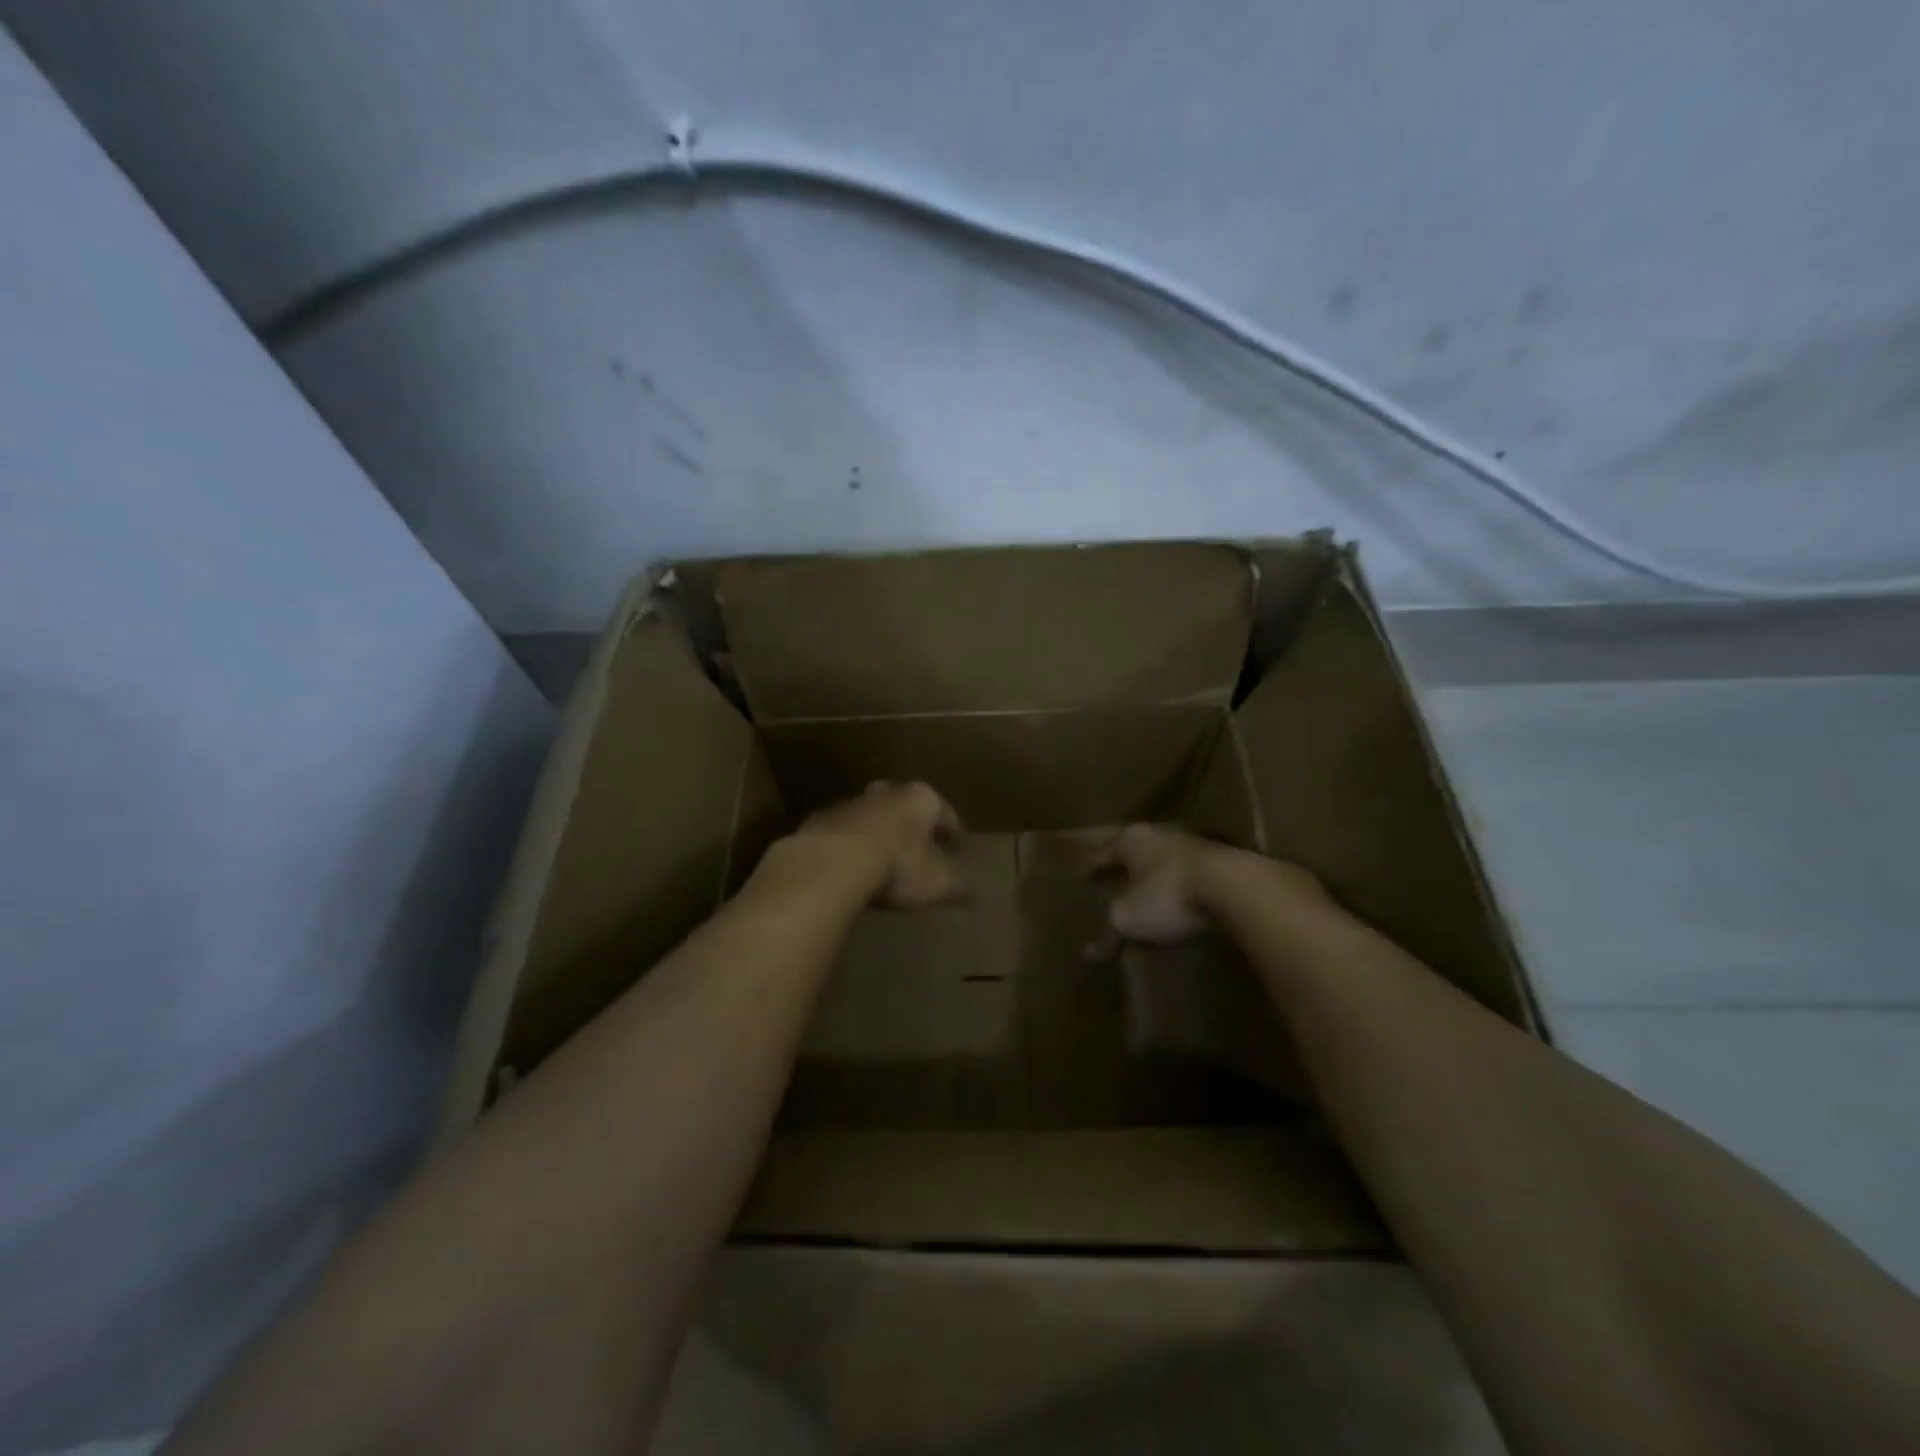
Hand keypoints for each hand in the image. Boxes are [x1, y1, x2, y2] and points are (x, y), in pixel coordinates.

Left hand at [783, 781, 964, 908]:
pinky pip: (842, 832)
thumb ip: (958, 886)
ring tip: (881, 857)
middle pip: (904, 804)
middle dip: (912, 823)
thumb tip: (974, 894)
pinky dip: (849, 845)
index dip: (953, 831)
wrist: (831, 863)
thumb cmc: (897, 867)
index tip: (957, 847)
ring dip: (878, 832)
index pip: (945, 812)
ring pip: (871, 815)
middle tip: (918, 844)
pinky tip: (849, 865)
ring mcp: (850, 804)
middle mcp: (887, 793)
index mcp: (921, 799)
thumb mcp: (938, 883)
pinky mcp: (820, 821)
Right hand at [1088, 824, 1226, 948]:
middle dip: (1123, 868)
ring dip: (1154, 876)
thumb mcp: (1129, 919)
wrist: (1236, 888)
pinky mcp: (1222, 863)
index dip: (1091, 868)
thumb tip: (1089, 954)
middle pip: (1134, 852)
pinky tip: (1180, 901)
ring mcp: (1194, 845)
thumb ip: (1108, 934)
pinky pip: (1189, 874)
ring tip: (1146, 894)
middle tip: (1111, 883)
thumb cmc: (1169, 895)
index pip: (1102, 853)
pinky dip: (1180, 886)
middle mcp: (1159, 835)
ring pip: (1163, 861)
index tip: (1081, 878)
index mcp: (1130, 841)